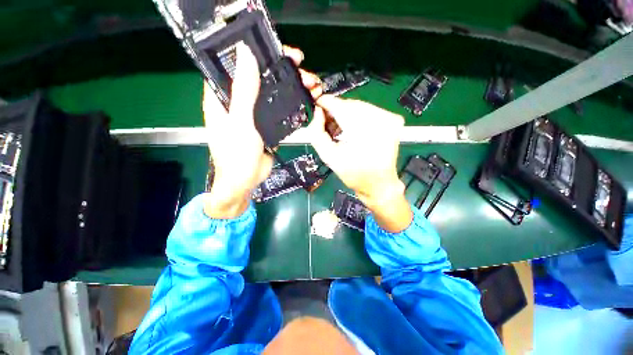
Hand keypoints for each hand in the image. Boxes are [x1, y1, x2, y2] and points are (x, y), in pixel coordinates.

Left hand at [203, 43, 320, 217]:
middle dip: (281, 69)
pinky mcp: (266, 124)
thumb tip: (245, 54)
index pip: (237, 64)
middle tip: (301, 66)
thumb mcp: (240, 122)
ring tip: (309, 83)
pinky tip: (305, 98)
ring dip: (290, 85)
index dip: (256, 53)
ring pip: (272, 92)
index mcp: (223, 96)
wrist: (246, 181)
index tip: (278, 50)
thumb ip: (244, 91)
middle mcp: (237, 101)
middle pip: (259, 76)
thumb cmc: (236, 154)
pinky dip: (291, 102)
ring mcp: (253, 113)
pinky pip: (279, 109)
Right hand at [307, 95, 412, 231]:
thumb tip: (317, 112)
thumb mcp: (329, 157)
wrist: (379, 185)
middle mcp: (380, 118)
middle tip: (328, 125)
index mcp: (363, 129)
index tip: (316, 105)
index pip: (340, 105)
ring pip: (359, 106)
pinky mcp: (394, 120)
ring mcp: (390, 118)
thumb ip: (317, 133)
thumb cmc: (354, 175)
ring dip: (347, 114)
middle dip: (336, 112)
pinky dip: (359, 117)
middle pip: (350, 104)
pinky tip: (354, 130)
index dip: (325, 103)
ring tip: (340, 130)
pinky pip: (370, 111)